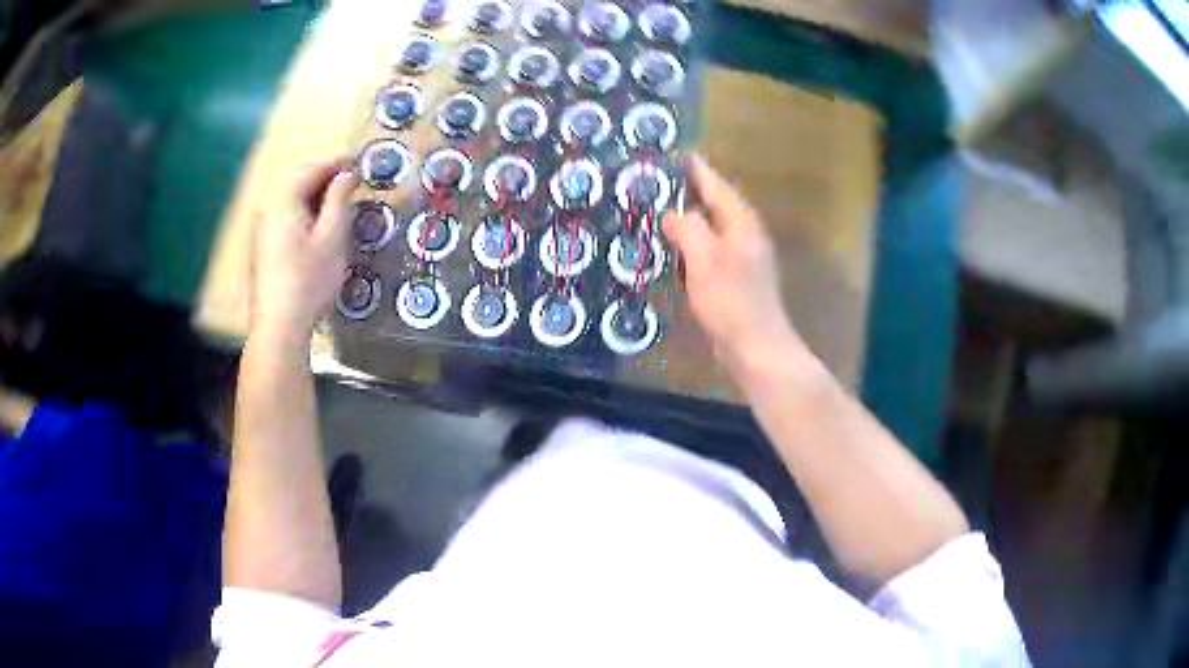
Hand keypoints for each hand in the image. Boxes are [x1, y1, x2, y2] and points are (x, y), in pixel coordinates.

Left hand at [250, 160, 357, 341]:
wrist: (279, 326)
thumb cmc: (308, 281)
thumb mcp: (332, 238)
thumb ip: (339, 199)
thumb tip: (347, 174)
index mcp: (284, 200)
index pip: (312, 168)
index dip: (338, 164)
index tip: (360, 164)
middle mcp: (268, 208)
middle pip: (298, 179)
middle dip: (325, 176)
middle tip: (352, 182)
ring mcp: (262, 228)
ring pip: (291, 198)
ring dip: (315, 194)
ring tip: (339, 202)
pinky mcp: (264, 246)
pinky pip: (285, 214)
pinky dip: (304, 210)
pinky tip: (318, 225)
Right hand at [663, 156, 801, 369]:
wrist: (755, 346)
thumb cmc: (730, 299)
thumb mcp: (704, 257)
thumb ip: (687, 227)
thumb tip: (672, 212)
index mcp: (741, 223)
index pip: (716, 186)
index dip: (696, 170)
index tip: (677, 153)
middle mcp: (745, 235)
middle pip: (716, 204)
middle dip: (691, 191)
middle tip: (661, 181)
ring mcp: (743, 258)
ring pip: (712, 228)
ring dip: (690, 218)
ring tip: (662, 210)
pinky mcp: (736, 279)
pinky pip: (710, 250)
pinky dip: (692, 244)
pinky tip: (676, 250)